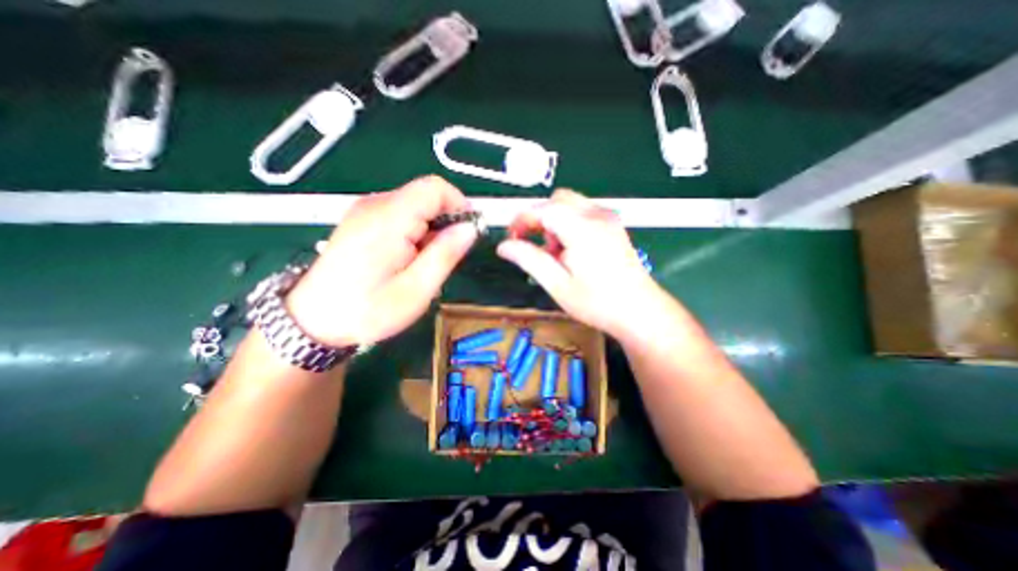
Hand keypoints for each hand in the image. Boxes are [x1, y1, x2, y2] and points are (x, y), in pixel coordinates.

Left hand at [286, 176, 477, 347]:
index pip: (435, 188)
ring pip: (415, 207)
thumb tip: (470, 228)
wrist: (314, 322)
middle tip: (445, 257)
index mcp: (389, 219)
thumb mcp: (417, 289)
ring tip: (425, 264)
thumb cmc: (368, 310)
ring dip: (431, 230)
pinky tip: (408, 259)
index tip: (468, 232)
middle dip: (445, 222)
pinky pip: (400, 216)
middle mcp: (375, 206)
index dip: (459, 205)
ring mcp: (365, 212)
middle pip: (425, 196)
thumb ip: (446, 254)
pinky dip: (415, 233)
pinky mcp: (361, 221)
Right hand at [497, 190, 672, 338]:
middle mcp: (597, 215)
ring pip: (570, 204)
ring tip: (556, 254)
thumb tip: (504, 246)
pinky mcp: (613, 225)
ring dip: (554, 222)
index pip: (543, 209)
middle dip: (539, 219)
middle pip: (557, 200)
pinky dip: (569, 224)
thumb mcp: (557, 284)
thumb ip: (528, 260)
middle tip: (534, 247)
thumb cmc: (597, 302)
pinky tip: (571, 250)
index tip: (511, 239)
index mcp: (582, 228)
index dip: (522, 220)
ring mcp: (608, 218)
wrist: (640, 311)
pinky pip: (583, 212)